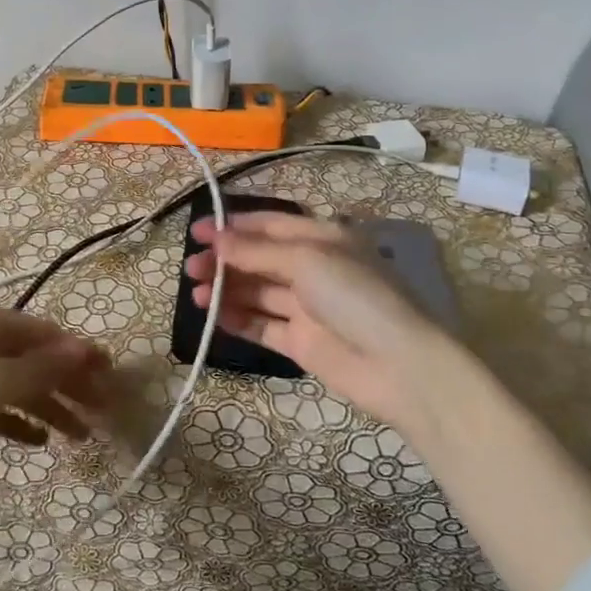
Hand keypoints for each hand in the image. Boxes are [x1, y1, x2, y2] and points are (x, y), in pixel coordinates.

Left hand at [0, 303, 107, 529]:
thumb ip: (45, 368)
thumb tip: (86, 350)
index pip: (48, 334)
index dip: (81, 354)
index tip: (112, 378)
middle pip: (35, 359)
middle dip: (69, 385)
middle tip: (102, 413)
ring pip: (16, 384)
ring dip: (48, 407)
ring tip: (80, 437)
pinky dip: (16, 420)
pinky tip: (38, 442)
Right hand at [183, 211, 457, 429]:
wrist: (399, 366)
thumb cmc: (356, 296)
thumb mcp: (307, 260)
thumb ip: (256, 251)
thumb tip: (215, 239)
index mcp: (322, 238)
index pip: (270, 224)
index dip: (233, 226)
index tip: (197, 232)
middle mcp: (313, 269)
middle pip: (258, 259)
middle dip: (224, 260)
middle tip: (191, 268)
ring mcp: (306, 308)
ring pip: (257, 292)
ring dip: (226, 289)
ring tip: (197, 294)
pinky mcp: (300, 343)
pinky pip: (261, 325)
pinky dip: (237, 319)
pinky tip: (213, 316)